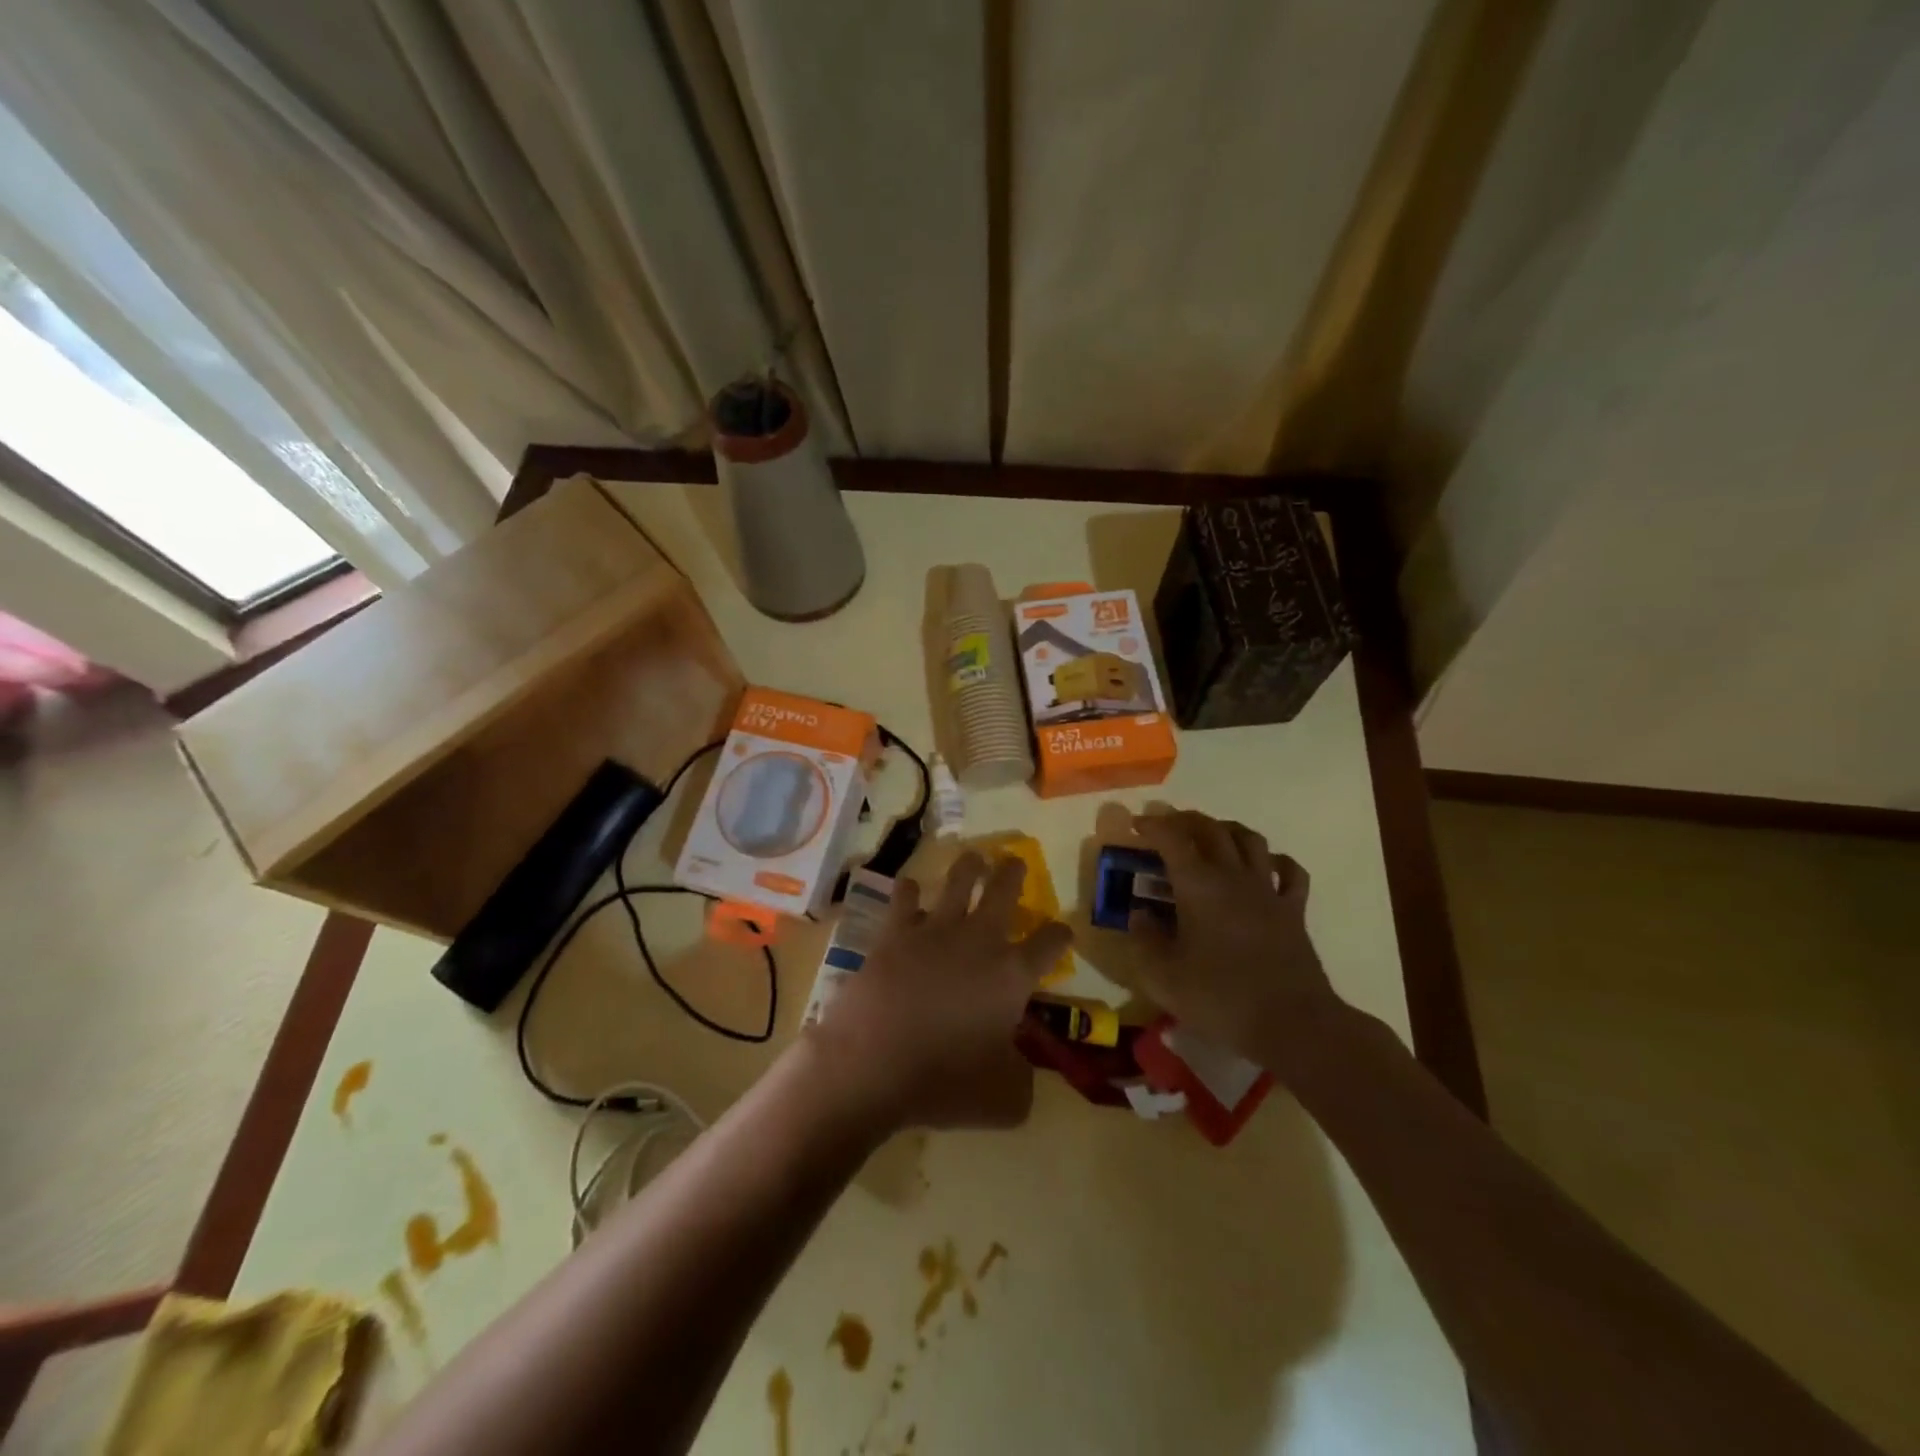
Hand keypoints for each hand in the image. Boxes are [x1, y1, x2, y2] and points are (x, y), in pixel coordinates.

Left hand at [805, 853, 1072, 1132]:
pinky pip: (905, 899)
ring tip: (973, 858)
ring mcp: (934, 930)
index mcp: (1012, 974)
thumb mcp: (1004, 1099)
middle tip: (1014, 861)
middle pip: (1004, 891)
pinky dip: (910, 892)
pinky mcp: (895, 933)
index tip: (1063, 933)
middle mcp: (978, 940)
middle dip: (1013, 873)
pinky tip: (909, 888)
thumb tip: (1021, 1067)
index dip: (1060, 935)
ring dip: (969, 867)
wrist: (872, 1063)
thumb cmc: (944, 1081)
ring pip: (958, 881)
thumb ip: (1023, 1079)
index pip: (1050, 943)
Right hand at [1127, 810, 1344, 1075]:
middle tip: (1168, 825)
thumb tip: (1140, 915)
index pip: (1172, 838)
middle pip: (1211, 829)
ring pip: (1250, 840)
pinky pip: (1289, 871)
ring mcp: (1268, 891)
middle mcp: (1233, 876)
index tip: (1137, 825)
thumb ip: (1144, 941)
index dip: (1153, 825)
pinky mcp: (1294, 911)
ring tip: (1211, 835)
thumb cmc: (1220, 997)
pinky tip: (1265, 865)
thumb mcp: (1163, 976)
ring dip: (1227, 829)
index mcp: (1198, 885)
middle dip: (1186, 820)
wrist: (1292, 1023)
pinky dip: (1275, 859)